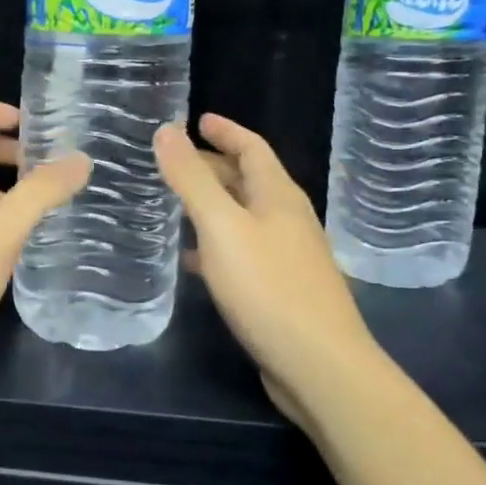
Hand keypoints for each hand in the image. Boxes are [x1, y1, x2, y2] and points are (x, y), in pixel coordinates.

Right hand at [154, 114, 379, 430]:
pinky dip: (216, 244)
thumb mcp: (222, 227)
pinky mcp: (280, 288)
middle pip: (248, 180)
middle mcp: (287, 219)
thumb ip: (192, 179)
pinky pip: (242, 251)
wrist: (318, 364)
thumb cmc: (268, 287)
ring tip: (173, 204)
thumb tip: (167, 130)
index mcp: (278, 196)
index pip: (252, 148)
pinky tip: (192, 259)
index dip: (225, 131)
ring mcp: (287, 255)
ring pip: (244, 217)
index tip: (197, 119)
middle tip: (173, 163)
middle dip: (213, 166)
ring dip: (212, 205)